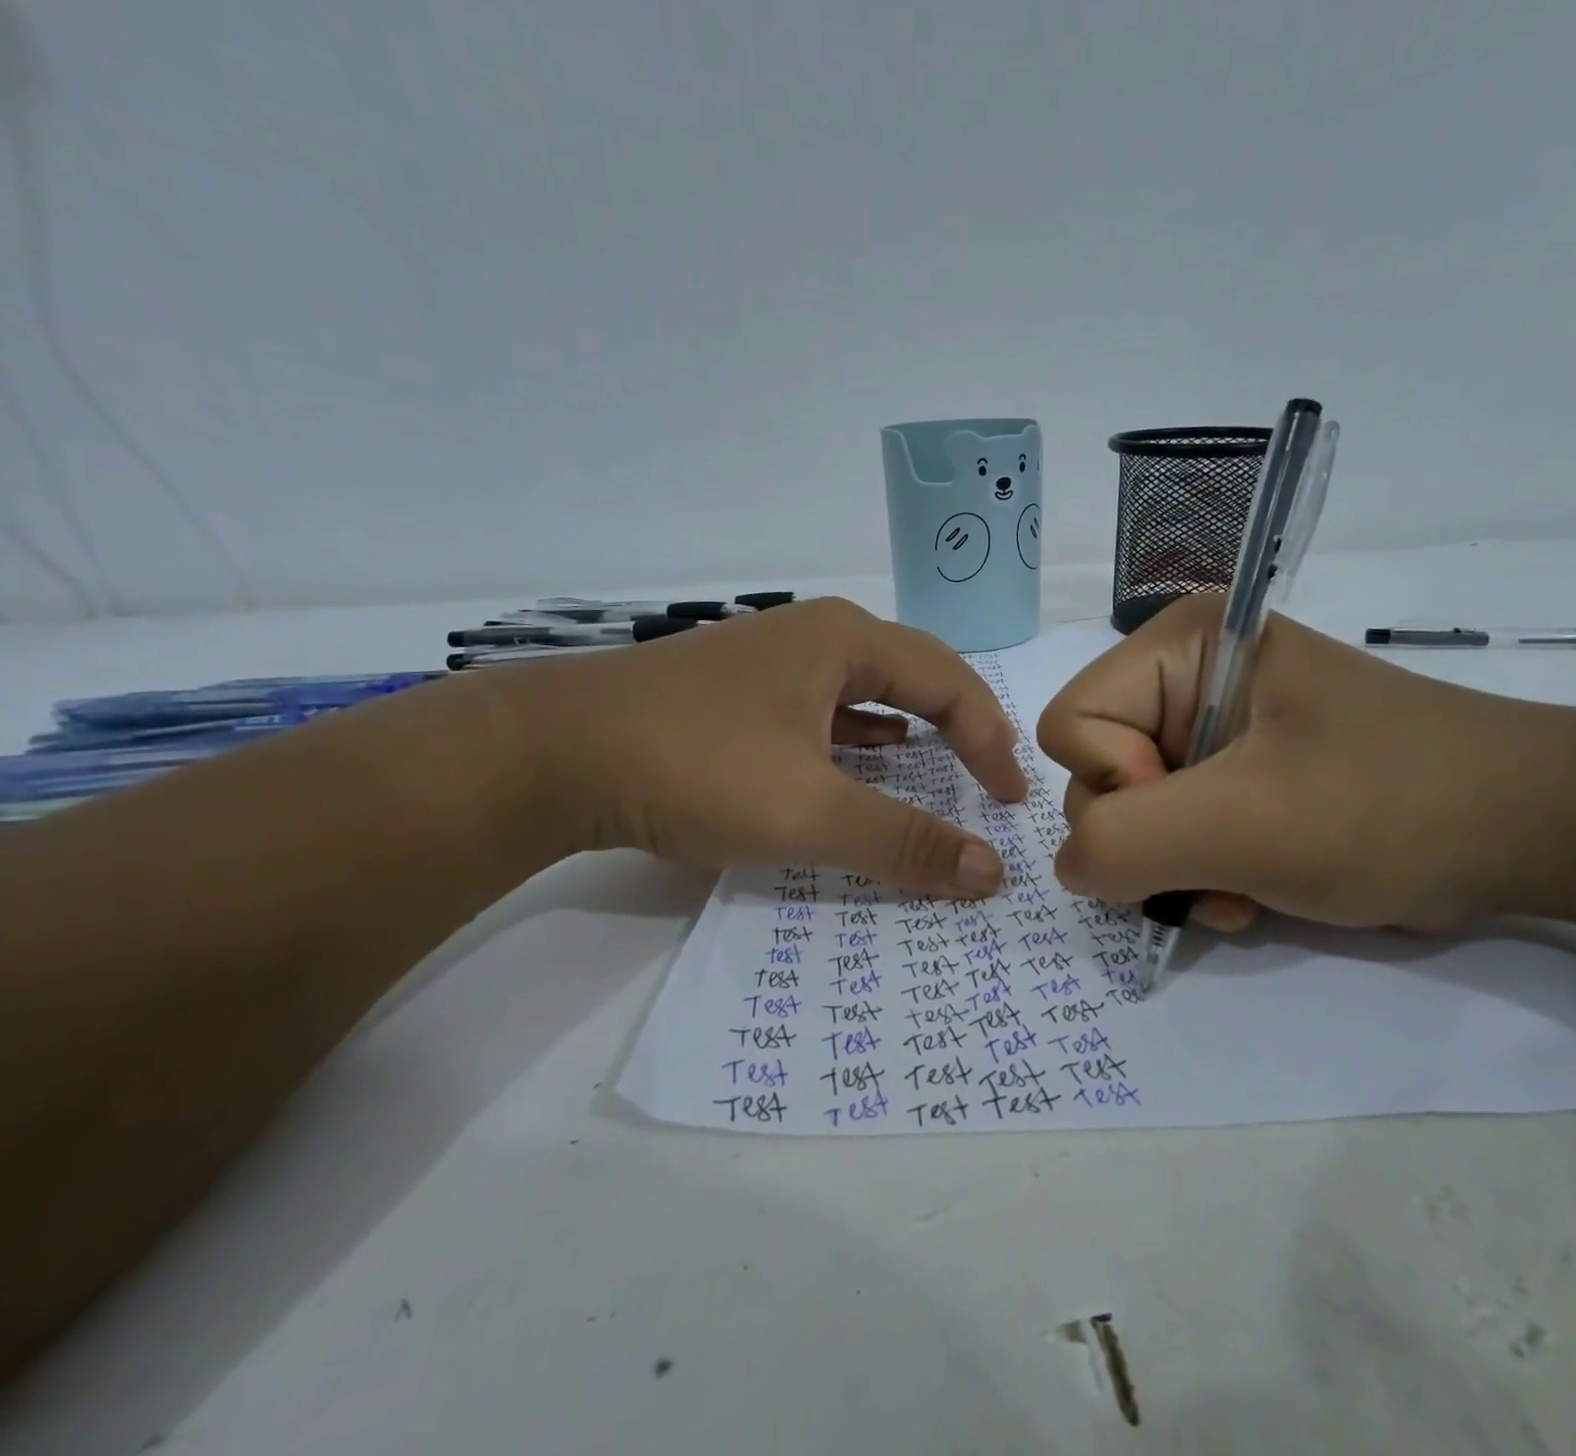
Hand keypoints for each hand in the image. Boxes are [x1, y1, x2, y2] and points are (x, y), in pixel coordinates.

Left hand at [492, 599, 1026, 895]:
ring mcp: (770, 659)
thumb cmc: (693, 767)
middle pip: (914, 674)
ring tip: (939, 766)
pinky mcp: (736, 691)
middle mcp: (814, 635)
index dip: (990, 742)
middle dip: (960, 724)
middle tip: (988, 776)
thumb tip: (988, 873)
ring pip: (866, 689)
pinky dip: (858, 736)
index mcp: (846, 641)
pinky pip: (823, 707)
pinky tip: (862, 758)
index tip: (1009, 802)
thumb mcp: (807, 812)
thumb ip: (903, 842)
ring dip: (910, 728)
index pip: (950, 684)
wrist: (548, 754)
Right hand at [1035, 593, 1540, 931]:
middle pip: (1096, 770)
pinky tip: (1252, 889)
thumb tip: (1073, 866)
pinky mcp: (1235, 771)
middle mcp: (1184, 676)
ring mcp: (1208, 726)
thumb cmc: (1390, 806)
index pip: (1072, 723)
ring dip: (1176, 866)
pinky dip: (1199, 870)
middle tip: (1223, 865)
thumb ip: (1124, 841)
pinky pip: (1172, 826)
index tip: (1198, 815)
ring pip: (1130, 810)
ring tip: (1244, 887)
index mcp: (1179, 645)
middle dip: (1150, 838)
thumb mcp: (1245, 824)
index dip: (1116, 785)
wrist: (1533, 830)